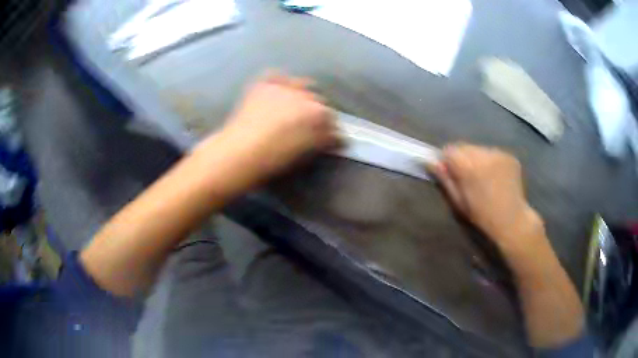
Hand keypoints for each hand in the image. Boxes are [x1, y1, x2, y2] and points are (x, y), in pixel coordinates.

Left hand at [198, 72, 337, 183]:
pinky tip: (278, 90)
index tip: (328, 136)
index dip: (330, 128)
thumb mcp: (304, 152)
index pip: (332, 117)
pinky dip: (280, 81)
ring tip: (294, 106)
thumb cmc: (274, 158)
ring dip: (302, 95)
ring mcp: (281, 86)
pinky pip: (276, 76)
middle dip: (317, 112)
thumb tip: (336, 135)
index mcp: (316, 113)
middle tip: (309, 125)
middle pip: (318, 100)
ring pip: (301, 85)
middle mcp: (303, 94)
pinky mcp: (262, 85)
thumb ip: (323, 140)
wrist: (238, 152)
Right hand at [428, 144, 541, 251]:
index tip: (449, 171)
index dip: (447, 160)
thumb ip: (445, 179)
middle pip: (464, 147)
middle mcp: (484, 155)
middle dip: (462, 158)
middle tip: (466, 176)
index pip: (449, 150)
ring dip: (476, 158)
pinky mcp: (510, 156)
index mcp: (469, 167)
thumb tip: (431, 161)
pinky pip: (493, 153)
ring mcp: (499, 154)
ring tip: (482, 176)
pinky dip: (490, 161)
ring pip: (479, 149)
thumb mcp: (459, 202)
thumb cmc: (482, 216)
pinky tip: (495, 176)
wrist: (512, 220)